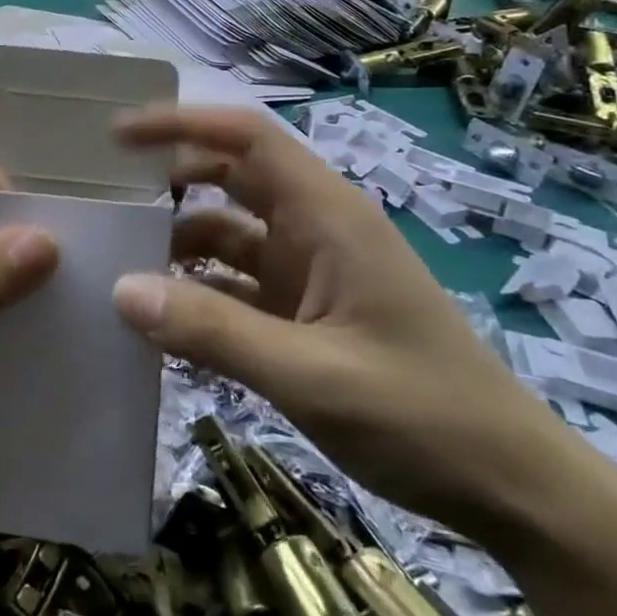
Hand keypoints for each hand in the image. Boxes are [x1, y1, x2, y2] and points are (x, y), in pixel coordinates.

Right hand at [114, 106, 573, 532]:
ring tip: (116, 265)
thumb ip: (212, 330)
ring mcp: (310, 275)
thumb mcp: (310, 374)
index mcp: (327, 217)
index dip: (182, 124)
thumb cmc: (422, 415)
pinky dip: (197, 295)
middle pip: (231, 179)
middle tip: (104, 199)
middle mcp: (315, 232)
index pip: (247, 139)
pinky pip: (236, 288)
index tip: (119, 135)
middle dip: (170, 182)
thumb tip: (120, 290)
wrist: (512, 491)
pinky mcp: (305, 316)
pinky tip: (158, 320)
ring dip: (177, 246)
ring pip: (228, 237)